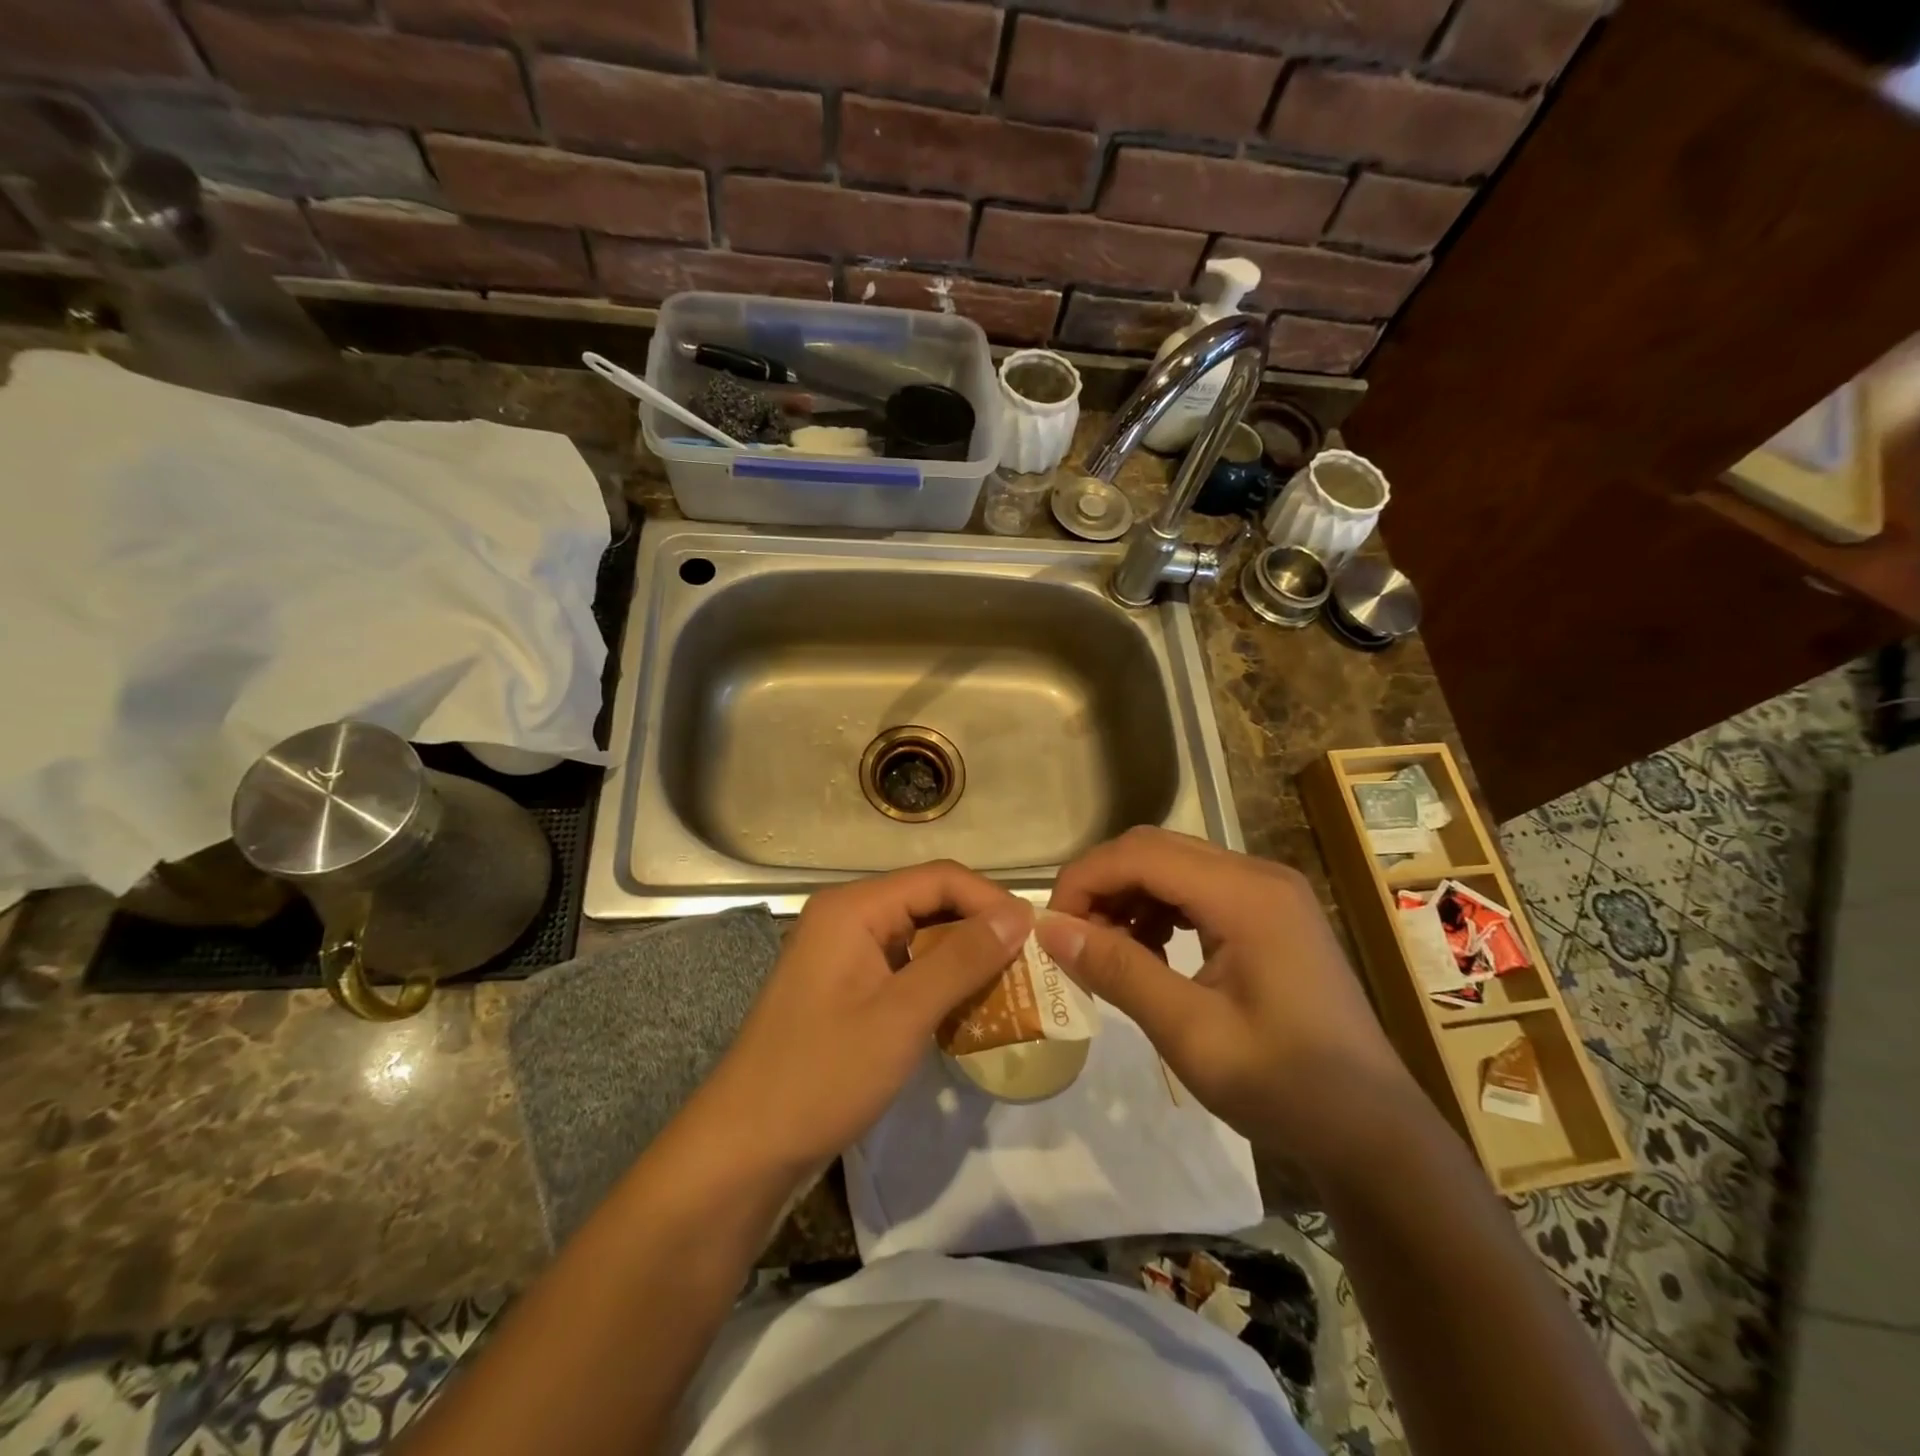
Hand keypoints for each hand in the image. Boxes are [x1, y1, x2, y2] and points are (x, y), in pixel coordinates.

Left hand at [695, 861, 1031, 1178]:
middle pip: (930, 903)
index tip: (1036, 938)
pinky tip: (969, 1011)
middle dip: (981, 931)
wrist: (745, 1149)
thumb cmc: (823, 1075)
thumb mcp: (902, 1015)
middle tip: (1029, 968)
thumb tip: (1018, 915)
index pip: (939, 878)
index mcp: (854, 908)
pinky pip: (905, 969)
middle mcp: (848, 917)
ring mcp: (844, 954)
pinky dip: (940, 984)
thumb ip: (961, 959)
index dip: (991, 901)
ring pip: (920, 938)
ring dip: (964, 960)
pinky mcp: (846, 989)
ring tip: (1011, 990)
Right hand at [1039, 827, 1416, 1169]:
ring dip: (1128, 896)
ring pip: (1173, 864)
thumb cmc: (1286, 1087)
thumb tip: (1050, 930)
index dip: (1084, 880)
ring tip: (1107, 950)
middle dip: (1102, 885)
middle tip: (1072, 940)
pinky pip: (1197, 888)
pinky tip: (1149, 952)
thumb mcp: (1191, 1034)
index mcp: (1246, 895)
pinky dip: (1159, 909)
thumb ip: (1120, 971)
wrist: (1374, 1130)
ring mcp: (1269, 892)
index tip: (1052, 929)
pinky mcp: (1270, 913)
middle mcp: (1258, 875)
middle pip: (1155, 849)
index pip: (1140, 854)